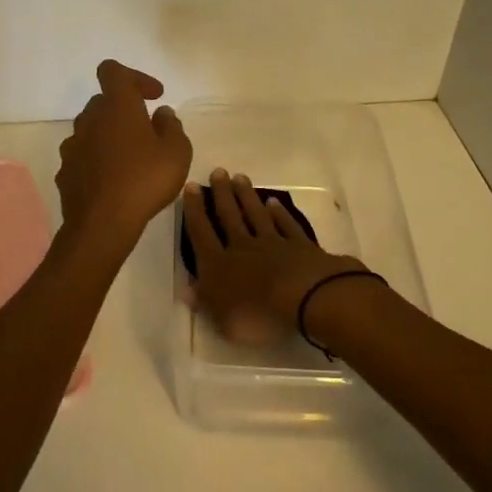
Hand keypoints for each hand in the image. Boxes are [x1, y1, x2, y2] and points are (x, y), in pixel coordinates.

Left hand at [55, 61, 193, 246]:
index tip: (153, 97)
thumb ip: (172, 127)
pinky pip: (83, 156)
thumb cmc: (144, 180)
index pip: (113, 71)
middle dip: (124, 110)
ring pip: (91, 129)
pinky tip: (112, 181)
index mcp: (117, 106)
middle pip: (103, 101)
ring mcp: (73, 145)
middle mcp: (90, 119)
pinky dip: (97, 160)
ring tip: (130, 159)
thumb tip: (162, 114)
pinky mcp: (65, 171)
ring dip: (109, 136)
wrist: (102, 224)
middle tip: (147, 131)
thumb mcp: (176, 152)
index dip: (134, 77)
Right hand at [182, 169, 366, 347]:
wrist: (306, 298)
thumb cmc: (258, 315)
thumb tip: (186, 289)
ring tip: (240, 178)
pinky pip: (286, 226)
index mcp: (218, 265)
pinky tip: (274, 203)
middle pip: (229, 216)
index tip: (191, 187)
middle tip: (218, 171)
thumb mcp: (222, 320)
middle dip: (221, 194)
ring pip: (256, 215)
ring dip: (247, 197)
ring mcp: (273, 244)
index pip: (201, 233)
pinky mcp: (300, 246)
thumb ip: (204, 301)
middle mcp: (243, 247)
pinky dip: (280, 214)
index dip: (194, 210)